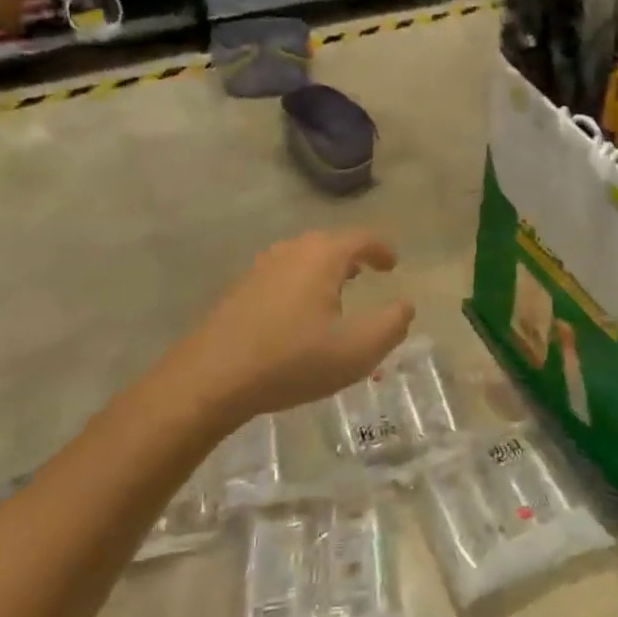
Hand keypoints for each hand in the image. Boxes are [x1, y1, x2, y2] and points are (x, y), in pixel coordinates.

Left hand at [168, 231, 414, 424]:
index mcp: (323, 256)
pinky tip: (298, 312)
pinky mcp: (241, 287)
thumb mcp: (357, 350)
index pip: (362, 239)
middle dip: (352, 256)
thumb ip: (392, 324)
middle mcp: (292, 250)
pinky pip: (283, 274)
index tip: (393, 265)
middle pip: (330, 243)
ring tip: (336, 291)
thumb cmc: (292, 360)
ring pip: (304, 257)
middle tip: (367, 274)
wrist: (211, 377)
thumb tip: (406, 304)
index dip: (382, 249)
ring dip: (325, 269)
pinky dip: (301, 282)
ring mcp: (262, 266)